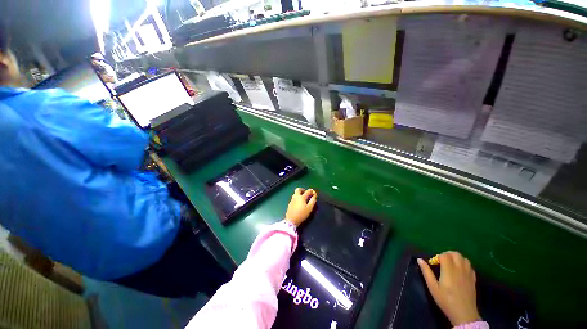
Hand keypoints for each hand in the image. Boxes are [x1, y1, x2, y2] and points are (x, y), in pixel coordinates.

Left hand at [285, 188, 317, 226]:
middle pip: (298, 189)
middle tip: (306, 194)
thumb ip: (312, 201)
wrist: (291, 220)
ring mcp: (292, 200)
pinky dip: (297, 197)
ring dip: (300, 193)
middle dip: (303, 190)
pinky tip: (299, 203)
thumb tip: (314, 196)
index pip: (307, 191)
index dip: (312, 191)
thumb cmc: (301, 214)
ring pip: (295, 193)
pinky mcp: (290, 203)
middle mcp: (296, 197)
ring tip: (303, 198)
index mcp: (301, 197)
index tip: (314, 193)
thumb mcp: (309, 209)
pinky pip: (294, 197)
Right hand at [417, 251, 480, 326]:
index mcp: (449, 270)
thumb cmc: (446, 300)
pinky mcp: (473, 279)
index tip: (434, 264)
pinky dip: (464, 264)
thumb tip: (419, 259)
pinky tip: (459, 272)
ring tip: (450, 266)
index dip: (438, 257)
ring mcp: (468, 274)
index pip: (444, 255)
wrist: (464, 314)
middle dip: (447, 254)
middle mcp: (460, 269)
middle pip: (455, 254)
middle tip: (441, 262)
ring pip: (464, 258)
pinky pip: (469, 266)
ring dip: (456, 258)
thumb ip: (426, 272)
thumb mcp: (433, 287)